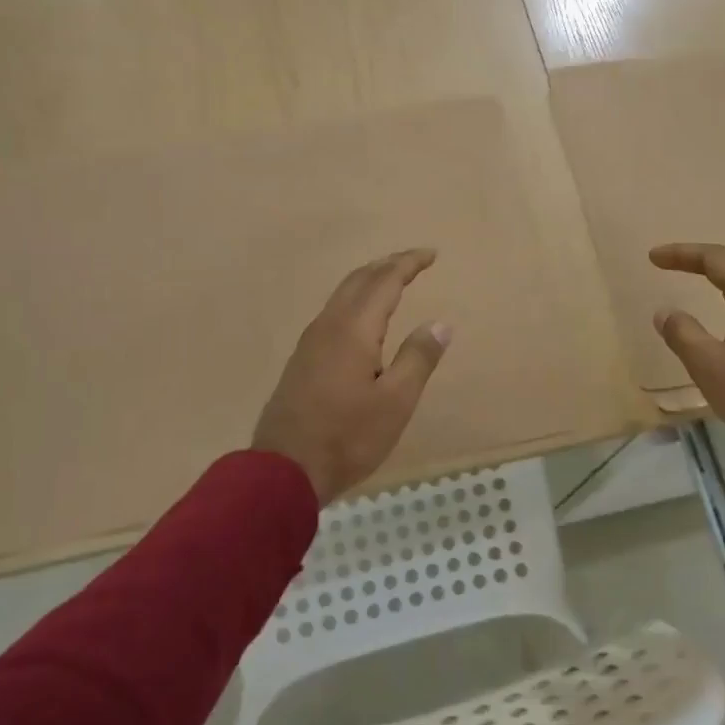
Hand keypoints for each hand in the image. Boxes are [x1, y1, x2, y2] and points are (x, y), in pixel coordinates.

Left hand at [253, 247, 451, 504]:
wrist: (284, 470)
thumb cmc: (348, 437)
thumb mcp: (395, 402)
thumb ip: (418, 359)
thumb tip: (439, 323)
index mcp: (353, 330)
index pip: (384, 281)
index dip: (408, 263)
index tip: (431, 254)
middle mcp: (328, 326)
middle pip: (358, 280)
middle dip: (387, 265)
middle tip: (414, 261)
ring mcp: (310, 342)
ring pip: (342, 295)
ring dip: (368, 280)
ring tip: (391, 281)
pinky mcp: (302, 360)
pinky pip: (332, 313)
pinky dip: (354, 300)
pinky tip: (361, 317)